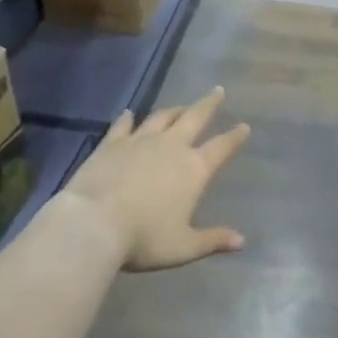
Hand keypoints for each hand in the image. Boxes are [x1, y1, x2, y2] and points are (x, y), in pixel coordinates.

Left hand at [64, 88, 250, 272]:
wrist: (93, 223)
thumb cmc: (144, 238)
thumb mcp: (183, 246)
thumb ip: (213, 240)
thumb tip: (242, 241)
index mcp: (194, 169)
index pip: (221, 147)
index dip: (234, 137)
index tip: (244, 126)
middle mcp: (171, 146)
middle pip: (195, 118)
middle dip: (209, 104)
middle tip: (217, 91)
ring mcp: (140, 141)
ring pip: (162, 117)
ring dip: (174, 110)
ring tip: (181, 106)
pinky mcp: (112, 143)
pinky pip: (124, 125)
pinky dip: (128, 118)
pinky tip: (130, 113)